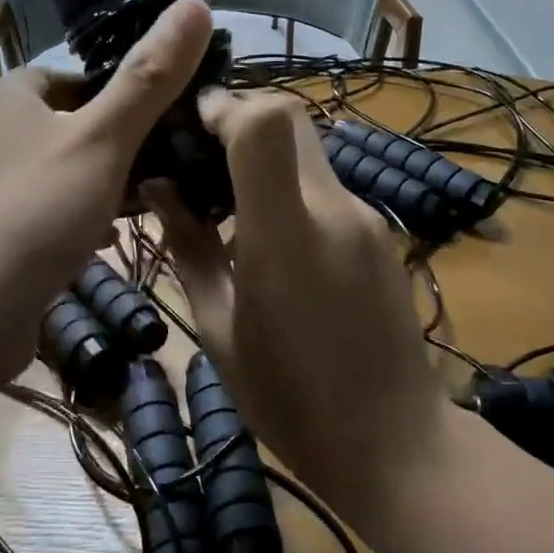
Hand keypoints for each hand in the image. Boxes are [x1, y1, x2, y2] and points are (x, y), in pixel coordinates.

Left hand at [0, 0, 212, 395]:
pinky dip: (64, 224)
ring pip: (50, 174)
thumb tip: (195, 2)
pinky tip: (91, 249)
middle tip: (155, 177)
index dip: (119, 98)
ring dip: (91, 189)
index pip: (72, 78)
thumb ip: (149, 78)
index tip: (161, 129)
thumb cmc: (32, 213)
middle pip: (62, 127)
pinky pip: (32, 215)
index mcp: (4, 95)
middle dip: (110, 150)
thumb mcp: (102, 140)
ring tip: (133, 214)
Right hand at [150, 91, 458, 531]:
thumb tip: (157, 188)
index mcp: (286, 234)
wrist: (396, 445)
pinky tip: (270, 237)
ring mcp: (367, 218)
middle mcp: (335, 208)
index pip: (267, 122)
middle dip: (240, 122)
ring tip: (225, 204)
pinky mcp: (382, 233)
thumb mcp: (219, 328)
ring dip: (264, 157)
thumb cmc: (290, 400)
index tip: (190, 126)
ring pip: (309, 151)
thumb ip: (188, 248)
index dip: (226, 108)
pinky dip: (290, 187)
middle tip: (198, 158)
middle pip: (292, 119)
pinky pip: (327, 187)